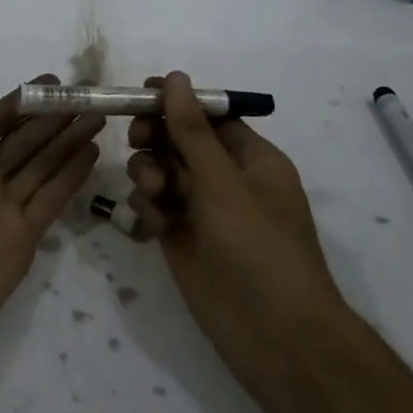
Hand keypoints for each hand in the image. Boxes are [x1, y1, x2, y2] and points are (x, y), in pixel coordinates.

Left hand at [0, 62, 101, 395]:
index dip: (22, 99)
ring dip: (68, 139)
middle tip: (86, 95)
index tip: (53, 79)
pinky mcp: (24, 236)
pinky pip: (52, 197)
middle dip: (53, 117)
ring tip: (97, 116)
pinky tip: (92, 151)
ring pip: (43, 164)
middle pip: (24, 139)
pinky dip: (72, 174)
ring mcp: (3, 208)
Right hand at [126, 72, 346, 412]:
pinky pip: (155, 207)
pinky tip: (153, 225)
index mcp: (251, 158)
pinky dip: (149, 208)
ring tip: (153, 193)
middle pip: (179, 141)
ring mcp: (203, 211)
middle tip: (137, 141)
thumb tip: (176, 77)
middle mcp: (226, 179)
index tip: (139, 95)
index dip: (175, 102)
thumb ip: (191, 129)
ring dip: (150, 173)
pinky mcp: (181, 239)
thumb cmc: (257, 245)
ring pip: (162, 172)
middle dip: (156, 138)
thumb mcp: (222, 180)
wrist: (274, 335)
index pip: (208, 116)